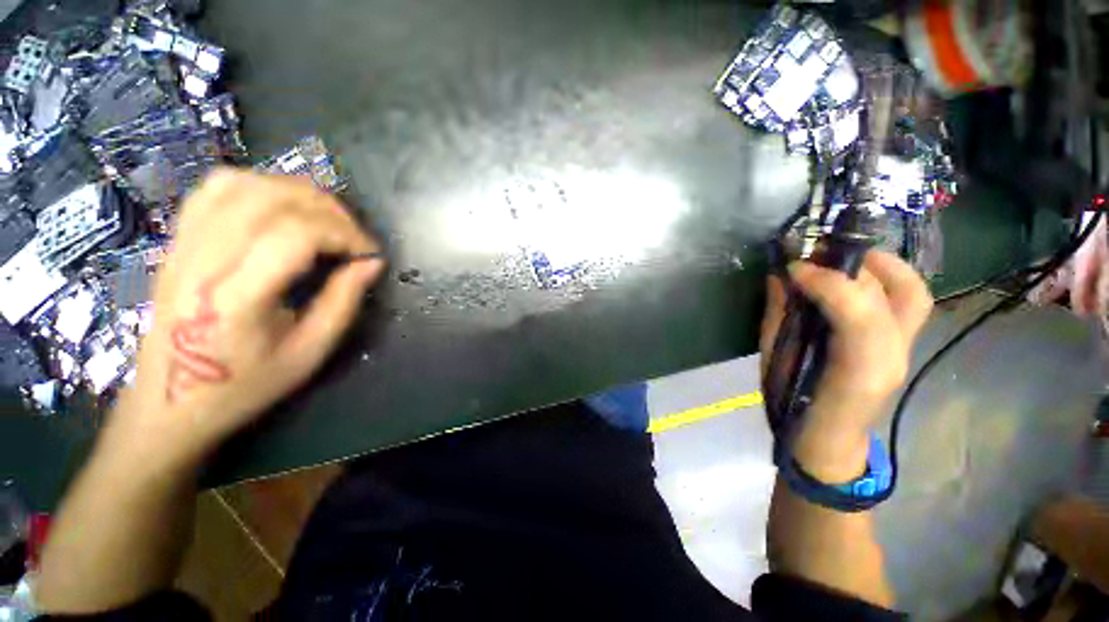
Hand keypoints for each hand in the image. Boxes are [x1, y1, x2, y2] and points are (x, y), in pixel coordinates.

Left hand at [110, 169, 385, 464]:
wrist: (169, 403)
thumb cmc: (244, 386)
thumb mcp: (310, 352)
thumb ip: (344, 301)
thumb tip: (372, 263)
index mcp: (236, 297)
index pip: (295, 234)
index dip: (344, 234)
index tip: (369, 253)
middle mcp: (202, 260)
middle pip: (270, 200)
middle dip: (328, 210)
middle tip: (353, 236)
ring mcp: (183, 245)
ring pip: (243, 184)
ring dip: (296, 193)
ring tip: (324, 219)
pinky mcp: (177, 240)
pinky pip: (215, 188)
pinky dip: (258, 186)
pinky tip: (281, 208)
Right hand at [760, 251, 932, 479]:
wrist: (828, 438)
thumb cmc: (794, 406)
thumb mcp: (775, 361)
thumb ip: (780, 315)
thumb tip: (780, 275)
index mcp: (857, 372)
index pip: (862, 316)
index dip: (829, 283)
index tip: (792, 269)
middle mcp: (893, 357)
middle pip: (893, 297)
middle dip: (851, 266)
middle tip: (813, 253)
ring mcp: (905, 349)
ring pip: (912, 292)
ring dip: (877, 263)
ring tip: (839, 255)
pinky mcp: (903, 342)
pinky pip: (908, 298)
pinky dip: (886, 275)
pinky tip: (855, 271)